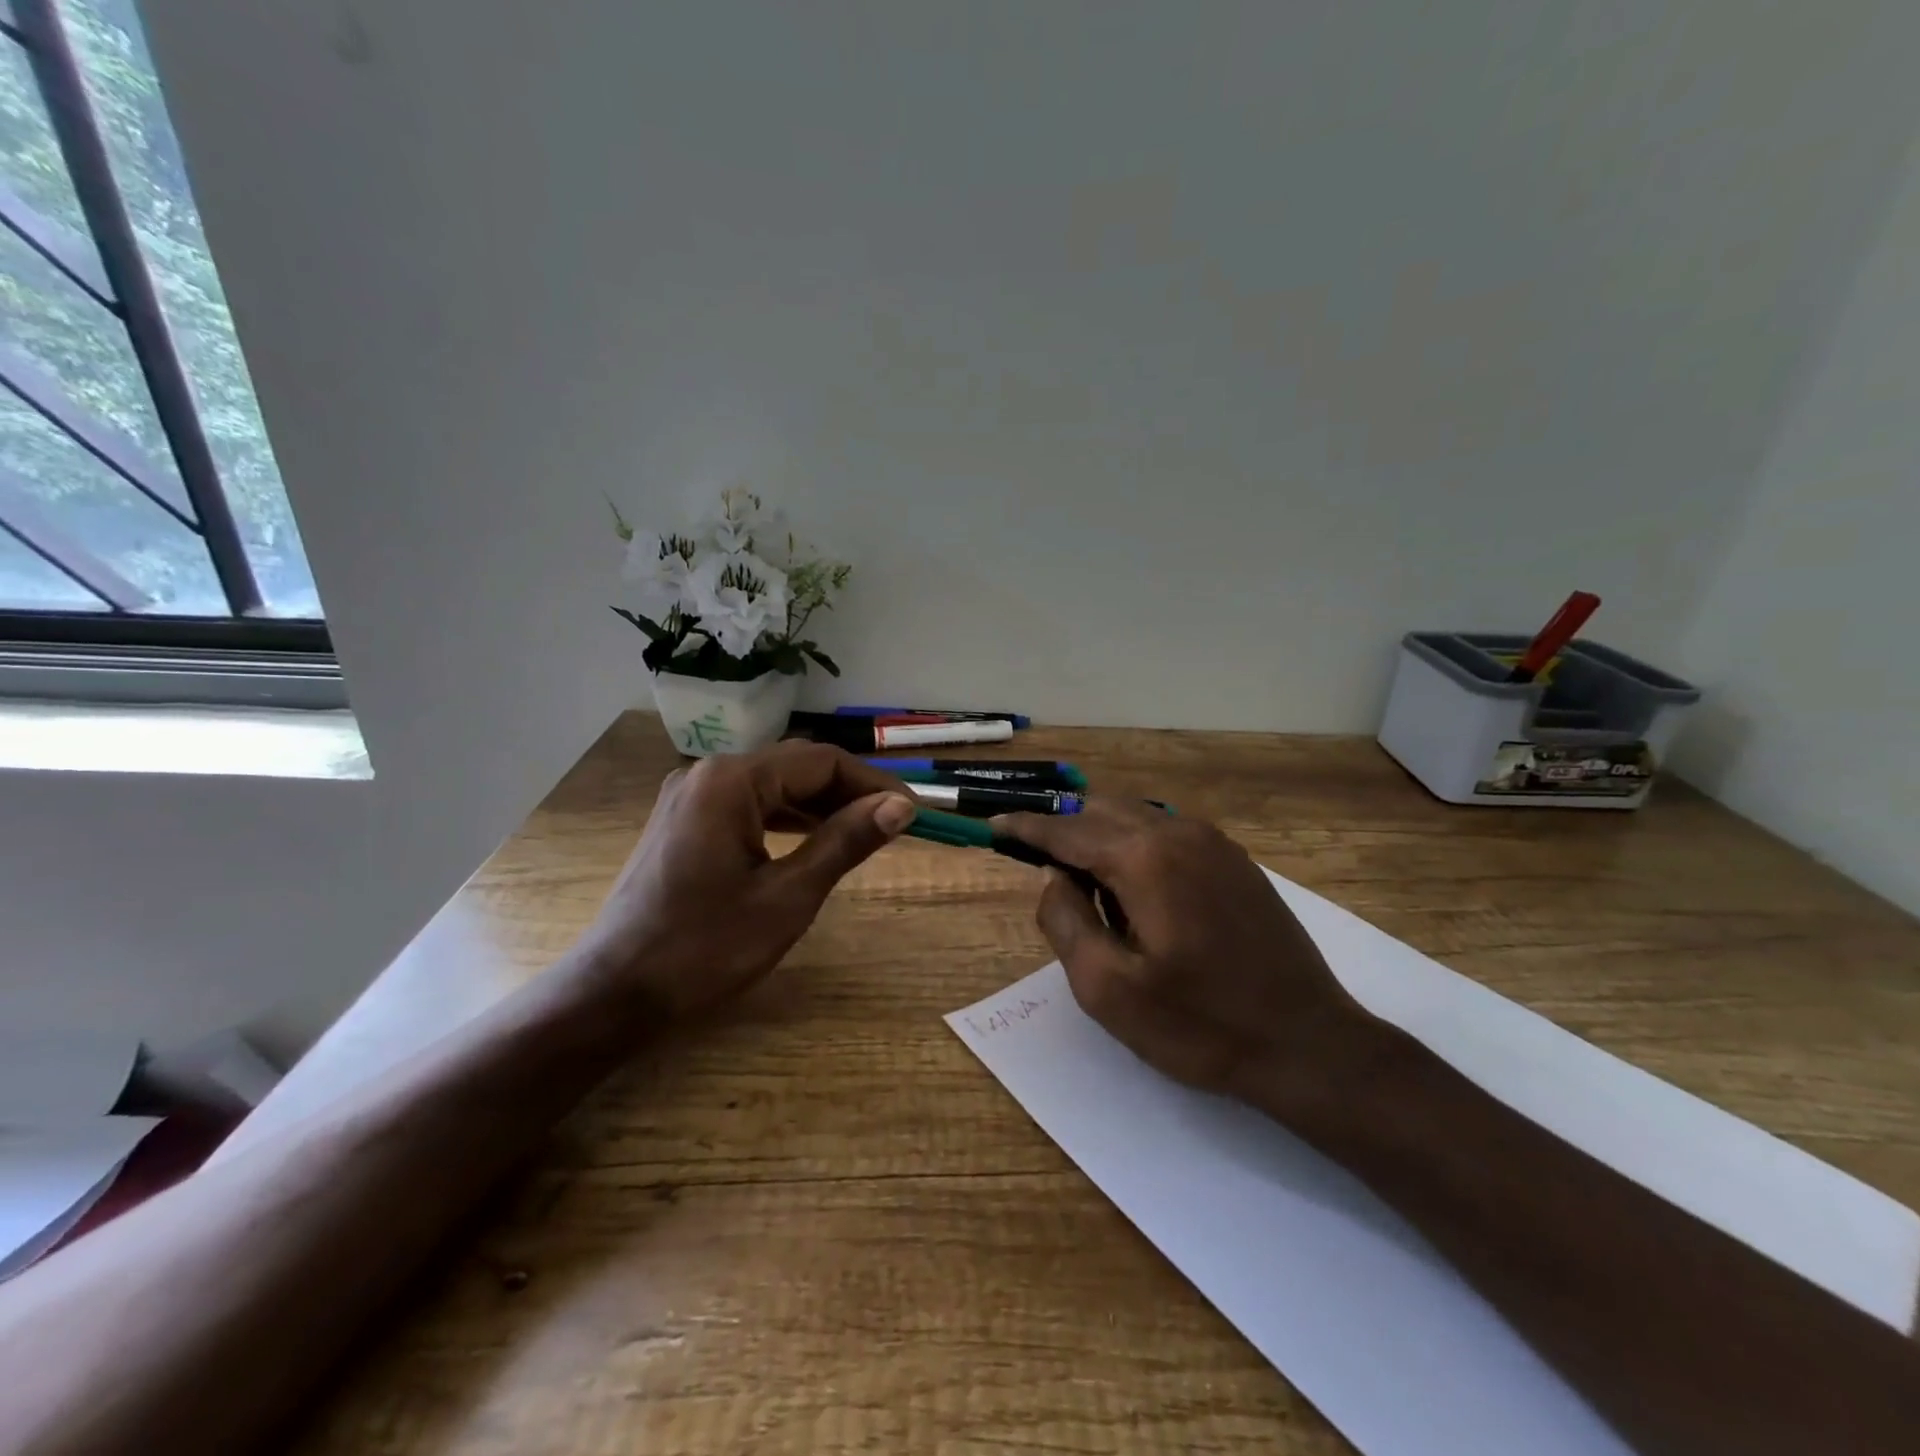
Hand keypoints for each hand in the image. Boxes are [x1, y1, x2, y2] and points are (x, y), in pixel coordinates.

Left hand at [578, 742, 916, 1016]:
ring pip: (771, 785)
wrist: (612, 995)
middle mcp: (707, 774)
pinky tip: (810, 840)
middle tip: (893, 824)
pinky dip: (785, 818)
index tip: (912, 812)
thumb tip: (900, 807)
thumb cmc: (704, 949)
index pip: (821, 762)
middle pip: (795, 767)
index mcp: (731, 781)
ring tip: (862, 832)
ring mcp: (689, 797)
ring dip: (818, 805)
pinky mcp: (681, 822)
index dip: (873, 783)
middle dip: (848, 792)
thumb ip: (845, 841)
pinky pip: (746, 805)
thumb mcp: (788, 896)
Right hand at [994, 800, 1384, 1112]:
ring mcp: (1214, 843)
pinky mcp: (1235, 861)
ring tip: (1086, 888)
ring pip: (1136, 818)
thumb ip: (1065, 921)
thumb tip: (1052, 878)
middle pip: (1101, 811)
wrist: (1308, 1044)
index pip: (1066, 830)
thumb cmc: (1200, 1024)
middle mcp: (1178, 832)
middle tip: (1037, 864)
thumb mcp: (1108, 989)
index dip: (1026, 828)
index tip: (994, 825)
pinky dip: (1135, 846)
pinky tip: (1135, 891)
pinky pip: (1167, 834)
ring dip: (1100, 839)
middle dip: (1063, 830)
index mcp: (1144, 857)